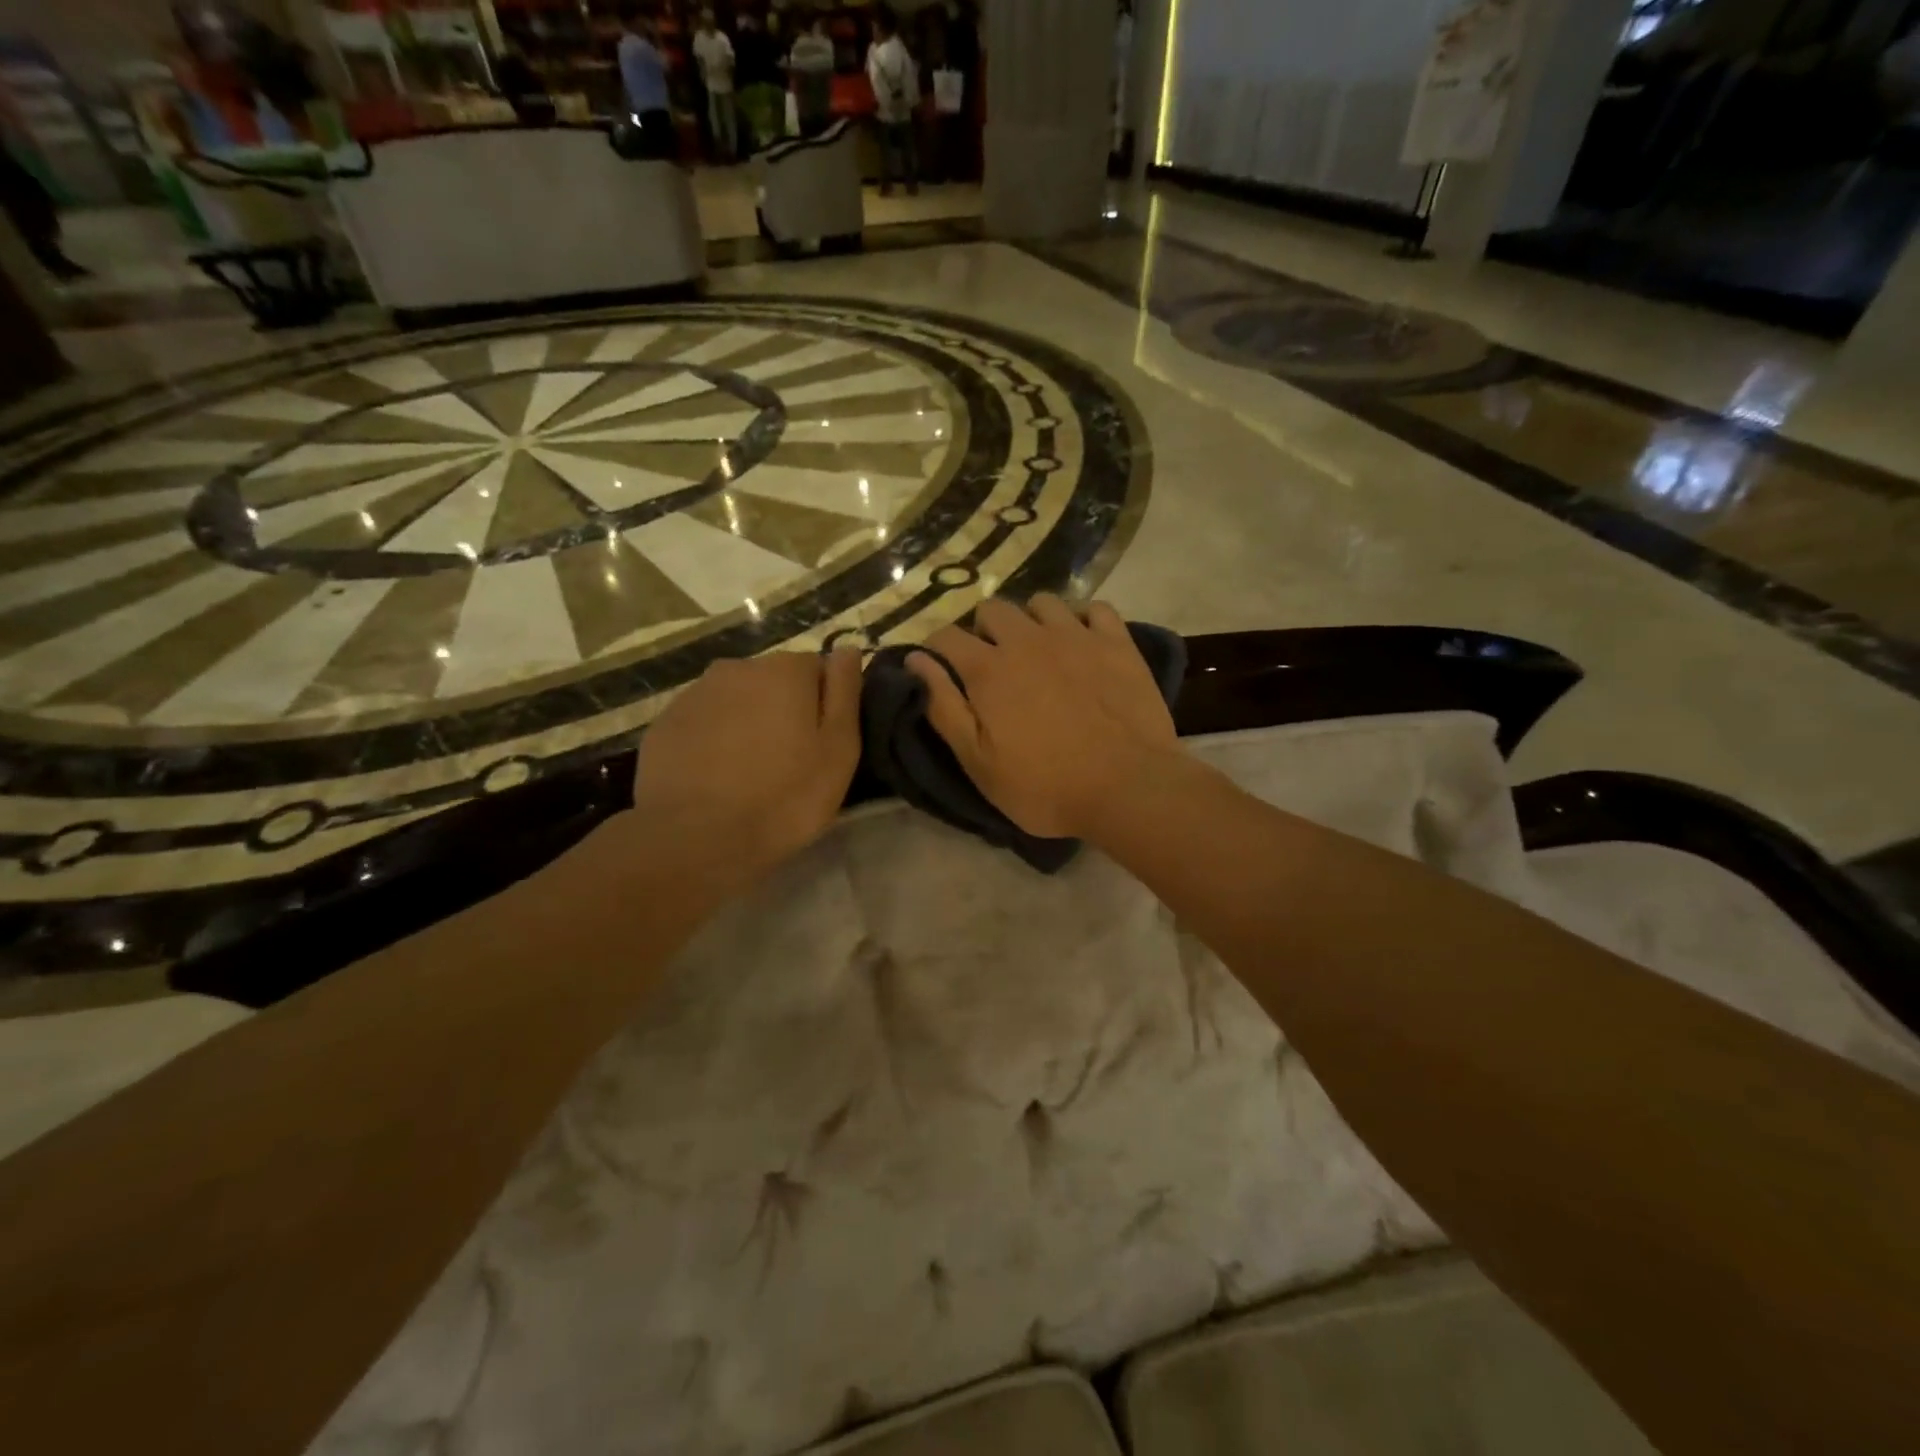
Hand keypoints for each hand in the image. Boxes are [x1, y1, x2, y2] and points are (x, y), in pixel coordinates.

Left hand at [634, 649, 862, 877]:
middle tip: (788, 762)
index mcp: (785, 670)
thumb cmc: (784, 796)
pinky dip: (713, 741)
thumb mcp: (839, 750)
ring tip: (749, 772)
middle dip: (783, 710)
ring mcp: (694, 694)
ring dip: (747, 724)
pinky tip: (716, 777)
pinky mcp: (665, 724)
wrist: (695, 838)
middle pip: (773, 682)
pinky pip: (703, 724)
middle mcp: (737, 668)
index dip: (824, 705)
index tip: (822, 744)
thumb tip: (848, 649)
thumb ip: (845, 692)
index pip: (817, 668)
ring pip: (736, 701)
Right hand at [907, 595, 1178, 839]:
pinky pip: (1095, 608)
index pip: (945, 636)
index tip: (942, 668)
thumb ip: (944, 707)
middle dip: (983, 631)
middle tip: (994, 665)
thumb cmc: (1044, 786)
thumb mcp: (978, 762)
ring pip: (1042, 602)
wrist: (1127, 787)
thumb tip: (916, 660)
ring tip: (1039, 650)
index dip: (937, 649)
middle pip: (992, 608)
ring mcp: (1075, 635)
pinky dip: (1084, 620)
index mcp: (988, 669)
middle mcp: (1027, 639)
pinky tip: (1084, 644)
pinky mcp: (1117, 642)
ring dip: (1031, 621)